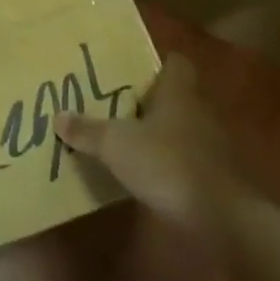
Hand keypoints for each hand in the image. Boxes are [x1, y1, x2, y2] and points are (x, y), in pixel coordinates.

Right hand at [54, 54, 239, 235]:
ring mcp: (211, 145)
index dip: (156, 64)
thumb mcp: (116, 146)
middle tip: (116, 105)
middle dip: (149, 101)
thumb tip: (58, 115)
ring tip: (127, 141)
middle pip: (175, 96)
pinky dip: (169, 163)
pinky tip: (147, 175)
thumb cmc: (167, 164)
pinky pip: (187, 159)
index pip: (175, 63)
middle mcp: (198, 111)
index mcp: (177, 93)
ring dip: (159, 134)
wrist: (221, 217)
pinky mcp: (215, 176)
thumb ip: (88, 131)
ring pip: (181, 128)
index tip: (130, 71)